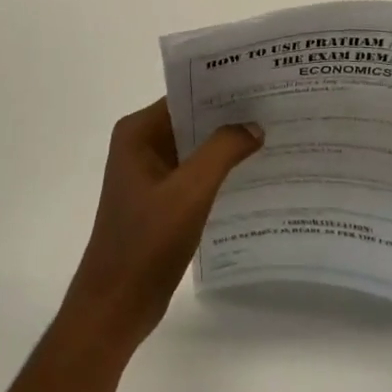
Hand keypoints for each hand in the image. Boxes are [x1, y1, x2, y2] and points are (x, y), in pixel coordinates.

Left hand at [62, 99, 262, 353]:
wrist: (116, 306)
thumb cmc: (146, 242)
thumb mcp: (190, 192)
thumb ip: (222, 151)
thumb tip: (253, 125)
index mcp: (138, 132)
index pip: (186, 95)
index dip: (222, 89)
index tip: (262, 85)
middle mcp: (140, 145)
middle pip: (191, 119)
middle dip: (229, 116)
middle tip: (276, 108)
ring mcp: (149, 174)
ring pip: (195, 148)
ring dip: (226, 145)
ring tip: (273, 136)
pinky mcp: (159, 200)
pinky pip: (193, 174)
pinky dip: (218, 172)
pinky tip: (252, 174)